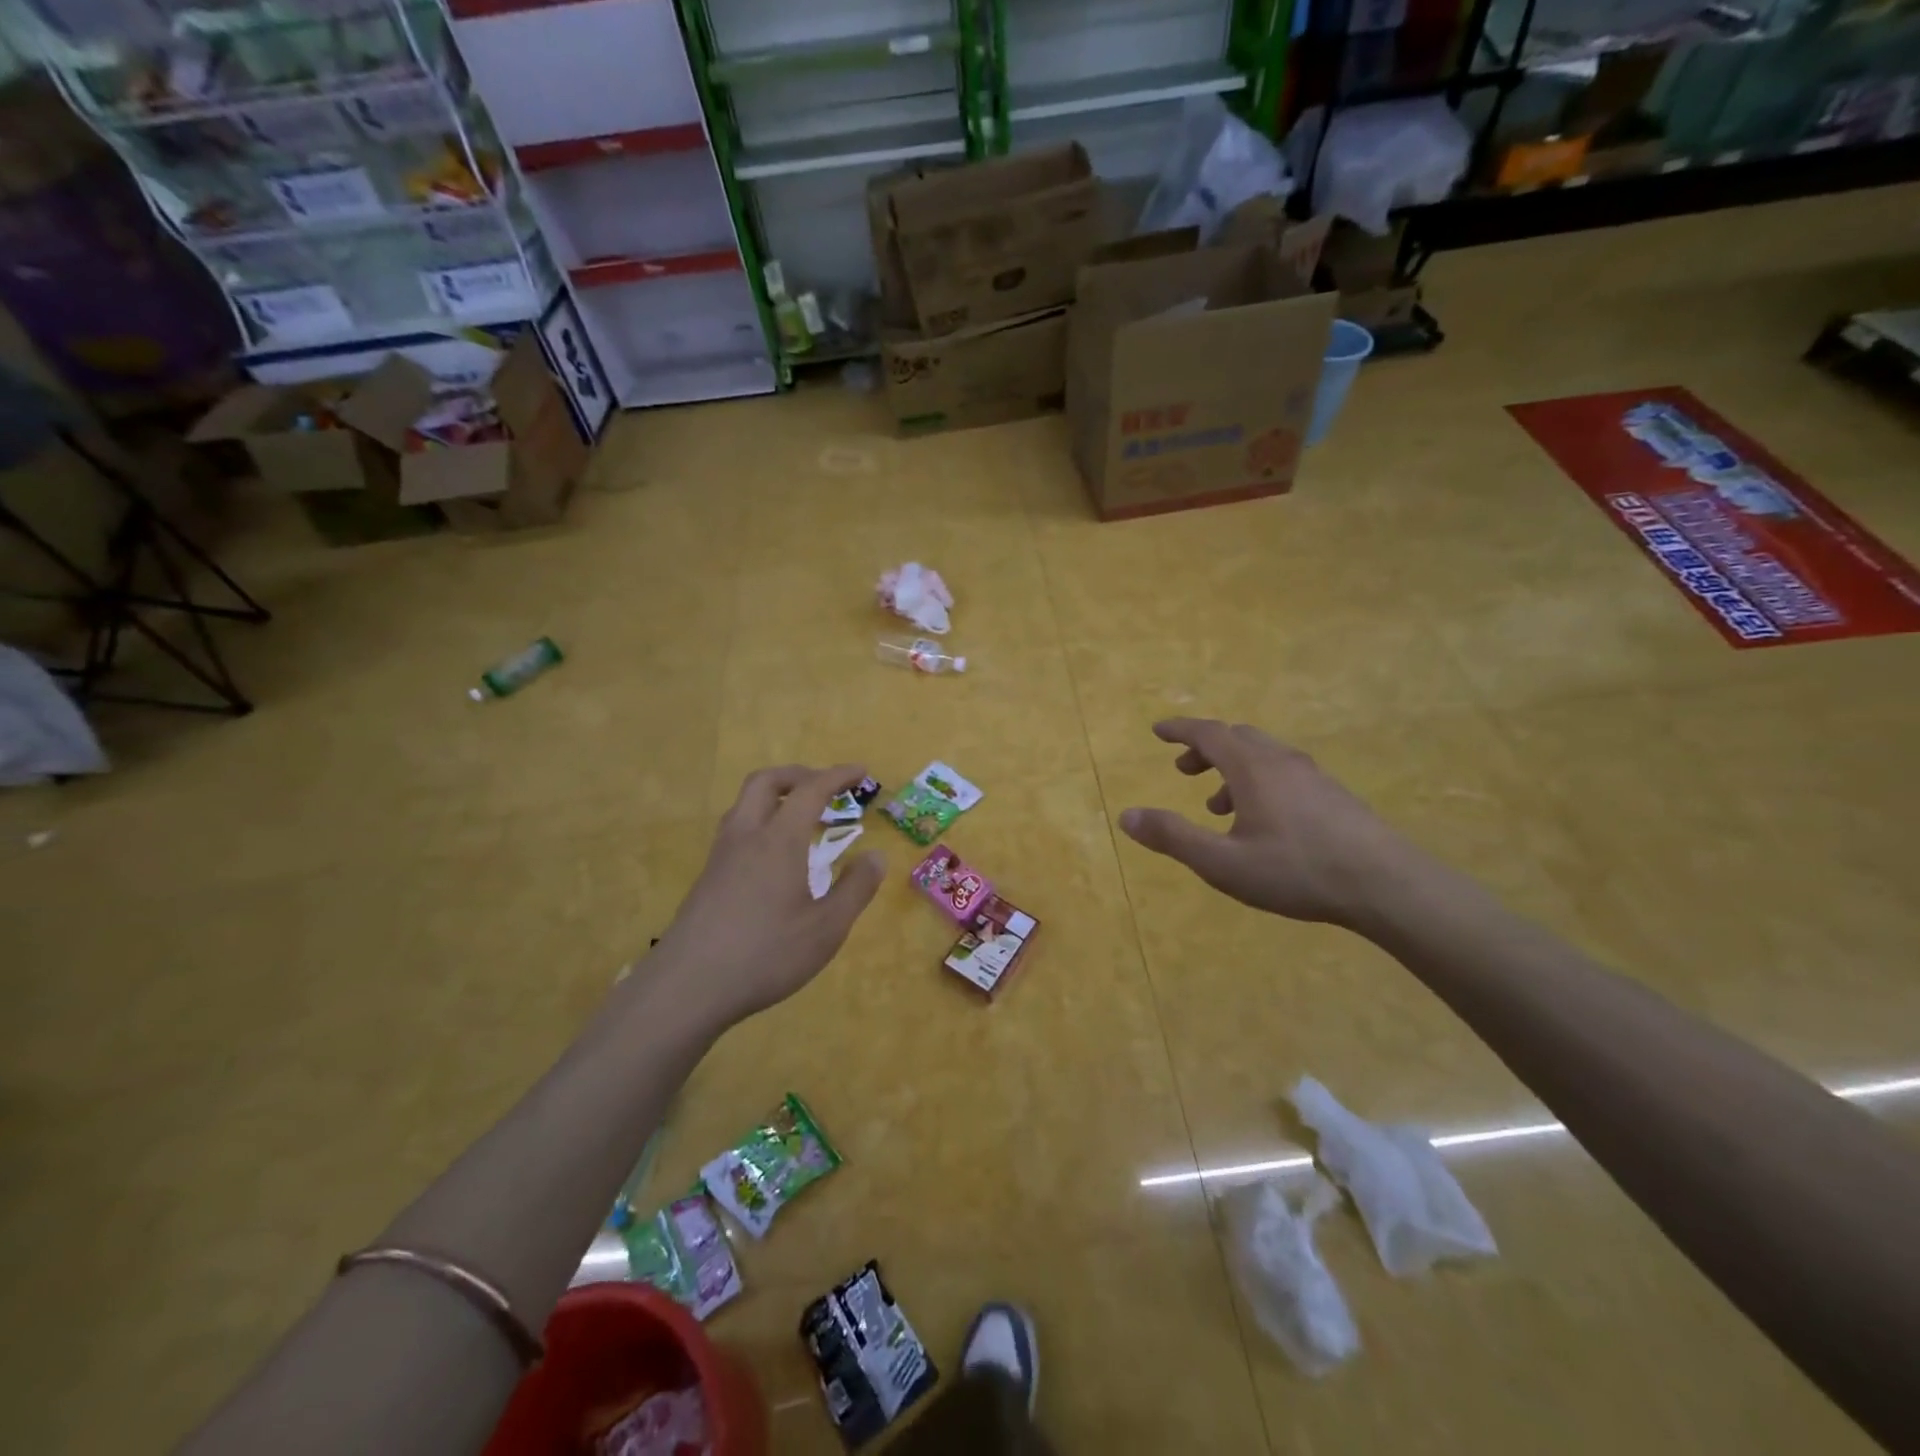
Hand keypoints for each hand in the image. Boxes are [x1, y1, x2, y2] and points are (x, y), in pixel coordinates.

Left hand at [647, 764, 885, 1030]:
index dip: (838, 776)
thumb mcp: (826, 928)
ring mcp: (721, 856)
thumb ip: (856, 889)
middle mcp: (746, 837)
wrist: (687, 987)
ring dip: (776, 797)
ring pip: (745, 804)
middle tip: (826, 787)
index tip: (861, 772)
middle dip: (798, 775)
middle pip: (766, 782)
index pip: (810, 791)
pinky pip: (737, 830)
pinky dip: (762, 822)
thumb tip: (876, 856)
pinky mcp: (708, 878)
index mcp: (778, 840)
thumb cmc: (765, 954)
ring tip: (802, 818)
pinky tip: (776, 858)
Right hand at [1118, 719, 1411, 926]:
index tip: (1158, 730)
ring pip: (1263, 756)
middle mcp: (1282, 762)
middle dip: (1205, 748)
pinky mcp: (1334, 796)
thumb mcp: (1222, 862)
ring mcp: (1314, 777)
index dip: (1180, 729)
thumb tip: (1125, 816)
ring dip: (1232, 768)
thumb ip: (1173, 837)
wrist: (1387, 885)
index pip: (1209, 733)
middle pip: (1238, 737)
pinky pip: (1285, 773)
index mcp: (1253, 768)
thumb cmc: (1296, 871)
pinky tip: (1263, 822)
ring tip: (1217, 804)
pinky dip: (1259, 781)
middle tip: (1184, 770)